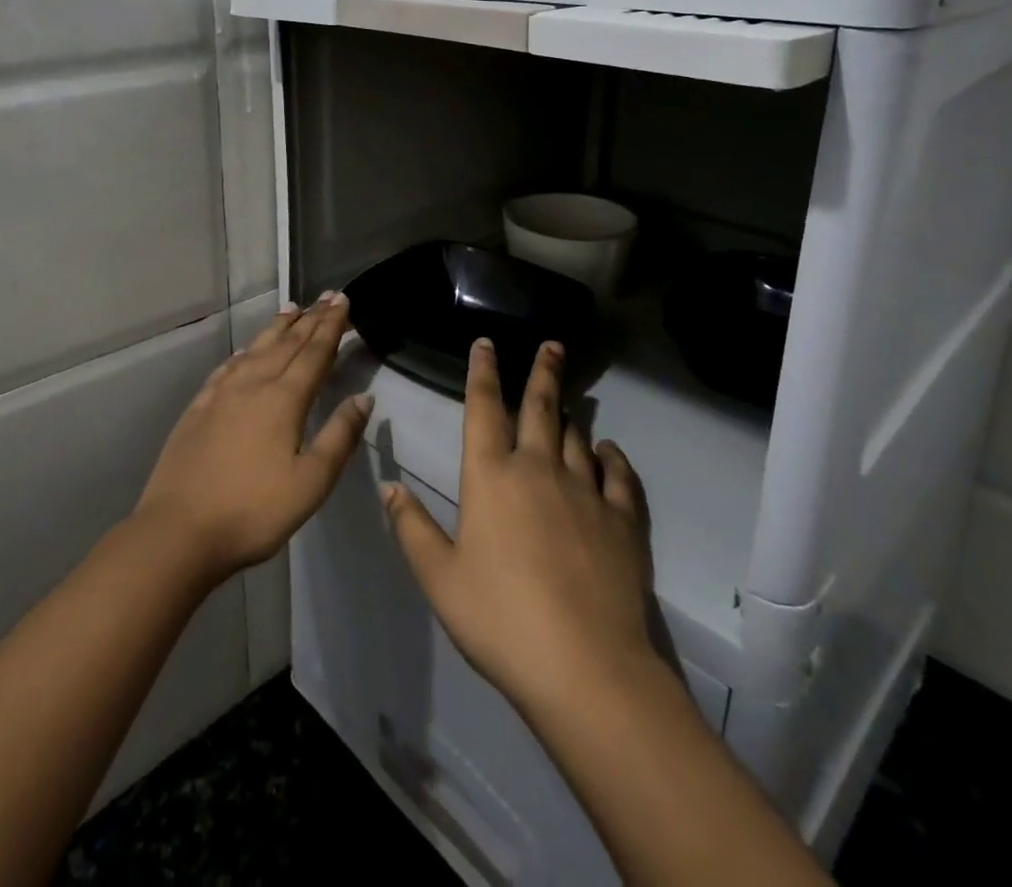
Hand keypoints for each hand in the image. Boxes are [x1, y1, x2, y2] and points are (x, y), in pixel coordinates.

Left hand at [133, 293, 370, 582]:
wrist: (178, 532)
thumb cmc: (253, 512)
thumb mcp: (311, 483)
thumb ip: (340, 436)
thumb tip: (363, 397)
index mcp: (284, 400)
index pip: (314, 353)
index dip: (331, 326)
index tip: (343, 301)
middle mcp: (253, 385)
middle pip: (287, 344)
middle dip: (310, 319)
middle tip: (327, 296)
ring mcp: (221, 394)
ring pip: (256, 349)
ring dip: (277, 327)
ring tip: (292, 308)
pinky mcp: (198, 408)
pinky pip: (227, 368)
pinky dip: (243, 352)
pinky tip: (245, 351)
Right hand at [382, 338, 657, 716]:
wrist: (585, 667)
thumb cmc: (500, 619)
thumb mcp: (440, 578)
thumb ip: (411, 528)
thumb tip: (389, 486)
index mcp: (491, 476)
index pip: (483, 408)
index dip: (483, 372)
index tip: (487, 343)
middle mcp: (539, 469)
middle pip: (540, 407)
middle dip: (542, 372)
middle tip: (552, 344)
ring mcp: (586, 491)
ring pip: (577, 436)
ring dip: (571, 415)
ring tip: (570, 401)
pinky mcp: (622, 519)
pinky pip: (619, 475)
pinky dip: (612, 458)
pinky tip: (608, 452)